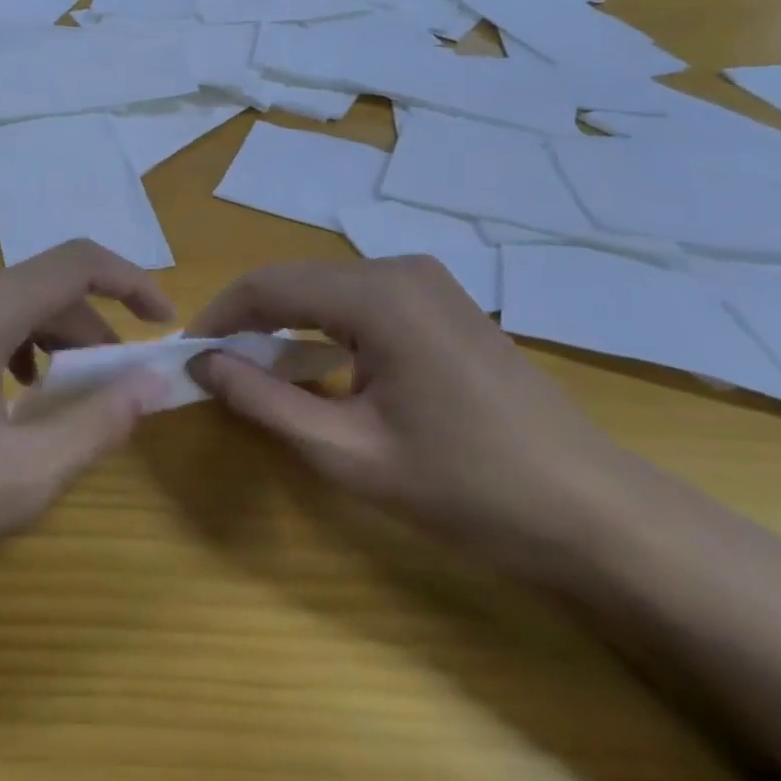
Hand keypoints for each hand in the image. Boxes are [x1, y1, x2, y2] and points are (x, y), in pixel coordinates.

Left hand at [0, 240, 174, 616]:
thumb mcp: (20, 478)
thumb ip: (97, 423)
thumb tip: (152, 383)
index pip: (75, 263)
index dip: (131, 281)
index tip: (163, 318)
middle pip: (40, 284)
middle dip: (88, 326)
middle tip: (113, 381)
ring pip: (6, 296)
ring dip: (48, 334)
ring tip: (62, 391)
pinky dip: (8, 337)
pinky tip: (7, 389)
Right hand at [186, 257, 629, 578]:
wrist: (593, 512)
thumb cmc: (466, 488)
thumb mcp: (347, 453)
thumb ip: (264, 402)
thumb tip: (203, 363)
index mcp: (376, 294)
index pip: (268, 284)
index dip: (219, 315)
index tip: (188, 354)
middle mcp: (400, 269)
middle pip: (297, 280)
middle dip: (249, 319)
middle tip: (217, 369)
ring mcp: (428, 282)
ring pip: (327, 288)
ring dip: (285, 322)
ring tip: (257, 371)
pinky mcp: (443, 302)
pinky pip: (361, 300)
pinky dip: (324, 326)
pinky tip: (317, 365)